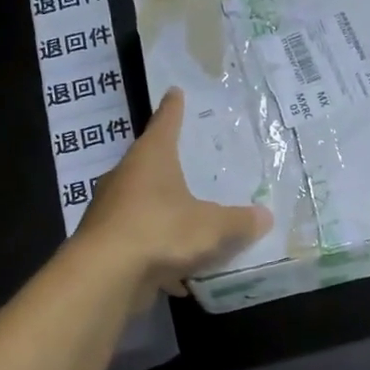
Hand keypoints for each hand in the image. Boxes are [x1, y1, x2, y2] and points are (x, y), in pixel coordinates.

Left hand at [79, 88, 272, 296]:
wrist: (104, 276)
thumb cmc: (160, 231)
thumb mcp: (212, 227)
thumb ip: (239, 221)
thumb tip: (264, 216)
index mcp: (151, 158)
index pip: (165, 123)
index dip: (174, 109)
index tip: (175, 92)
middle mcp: (126, 177)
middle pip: (150, 163)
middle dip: (170, 165)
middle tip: (193, 165)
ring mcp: (111, 211)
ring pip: (144, 204)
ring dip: (165, 213)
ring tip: (192, 223)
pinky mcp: (106, 243)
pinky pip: (141, 241)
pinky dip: (159, 252)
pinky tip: (180, 276)